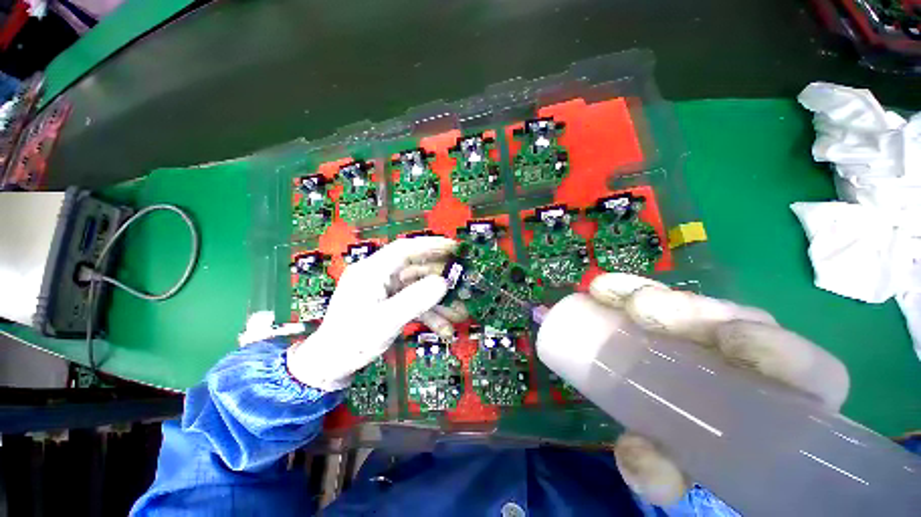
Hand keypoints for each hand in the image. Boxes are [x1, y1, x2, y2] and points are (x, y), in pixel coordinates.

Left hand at [286, 236, 457, 390]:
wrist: (331, 365)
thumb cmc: (352, 341)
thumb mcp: (385, 321)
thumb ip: (415, 300)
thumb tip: (443, 282)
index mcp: (372, 271)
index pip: (405, 248)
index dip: (431, 245)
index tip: (454, 247)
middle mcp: (379, 275)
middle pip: (416, 269)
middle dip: (441, 279)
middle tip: (463, 284)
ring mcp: (385, 290)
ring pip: (418, 288)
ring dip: (438, 301)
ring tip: (459, 313)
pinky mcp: (389, 302)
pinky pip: (414, 302)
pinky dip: (429, 313)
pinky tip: (444, 328)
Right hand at [586, 273, 849, 505]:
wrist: (668, 430)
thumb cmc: (689, 456)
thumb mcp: (678, 473)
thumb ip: (663, 474)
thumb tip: (639, 460)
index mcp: (779, 405)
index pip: (813, 374)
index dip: (782, 350)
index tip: (728, 340)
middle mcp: (749, 362)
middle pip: (740, 321)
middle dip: (692, 310)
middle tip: (643, 311)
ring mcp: (706, 336)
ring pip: (693, 304)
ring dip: (655, 294)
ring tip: (613, 297)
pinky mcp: (668, 321)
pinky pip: (652, 296)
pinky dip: (627, 289)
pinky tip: (602, 290)